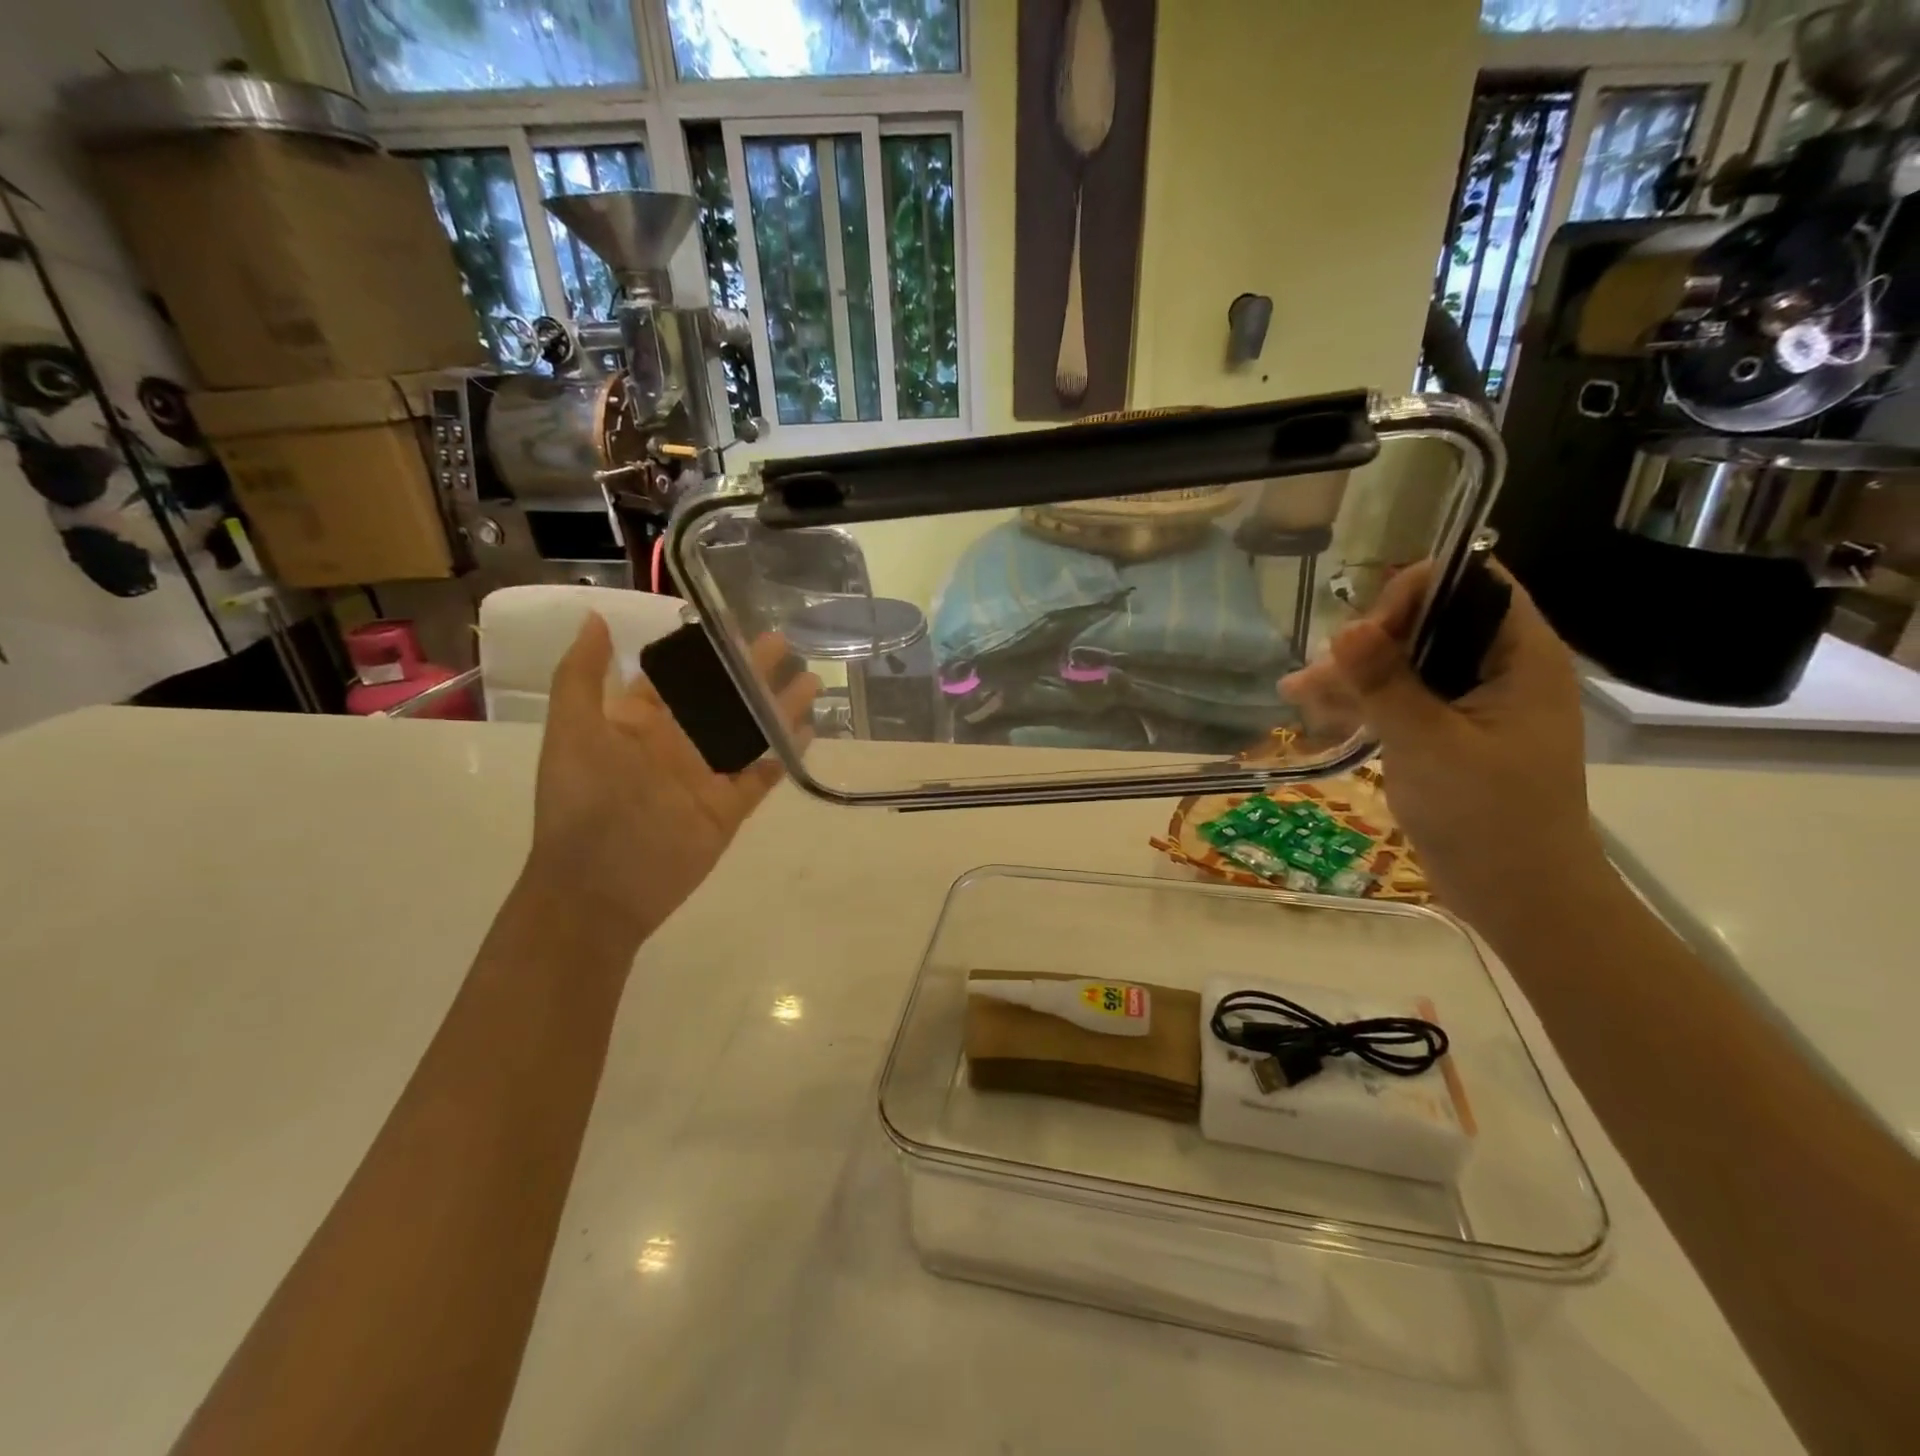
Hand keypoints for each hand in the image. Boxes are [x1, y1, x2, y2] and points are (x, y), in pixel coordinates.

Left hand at [524, 615, 818, 949]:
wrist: (598, 889)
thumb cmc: (581, 805)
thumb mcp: (572, 733)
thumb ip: (581, 677)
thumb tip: (595, 618)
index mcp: (638, 723)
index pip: (678, 677)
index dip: (703, 652)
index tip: (733, 623)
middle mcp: (676, 744)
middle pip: (722, 699)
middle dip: (751, 671)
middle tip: (784, 643)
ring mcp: (706, 776)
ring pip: (749, 731)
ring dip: (777, 706)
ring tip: (810, 681)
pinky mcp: (729, 807)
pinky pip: (762, 775)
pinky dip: (784, 754)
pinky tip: (807, 730)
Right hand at [1281, 562, 1606, 931]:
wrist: (1519, 896)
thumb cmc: (1488, 817)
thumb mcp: (1429, 744)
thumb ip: (1386, 683)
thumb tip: (1346, 628)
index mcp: (1520, 658)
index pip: (1472, 585)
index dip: (1415, 593)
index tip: (1366, 634)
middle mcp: (1498, 669)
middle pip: (1429, 623)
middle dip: (1369, 641)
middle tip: (1322, 673)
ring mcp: (1471, 704)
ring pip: (1406, 663)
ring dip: (1353, 674)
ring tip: (1296, 693)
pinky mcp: (1448, 734)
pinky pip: (1402, 700)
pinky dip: (1362, 704)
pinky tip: (1315, 713)